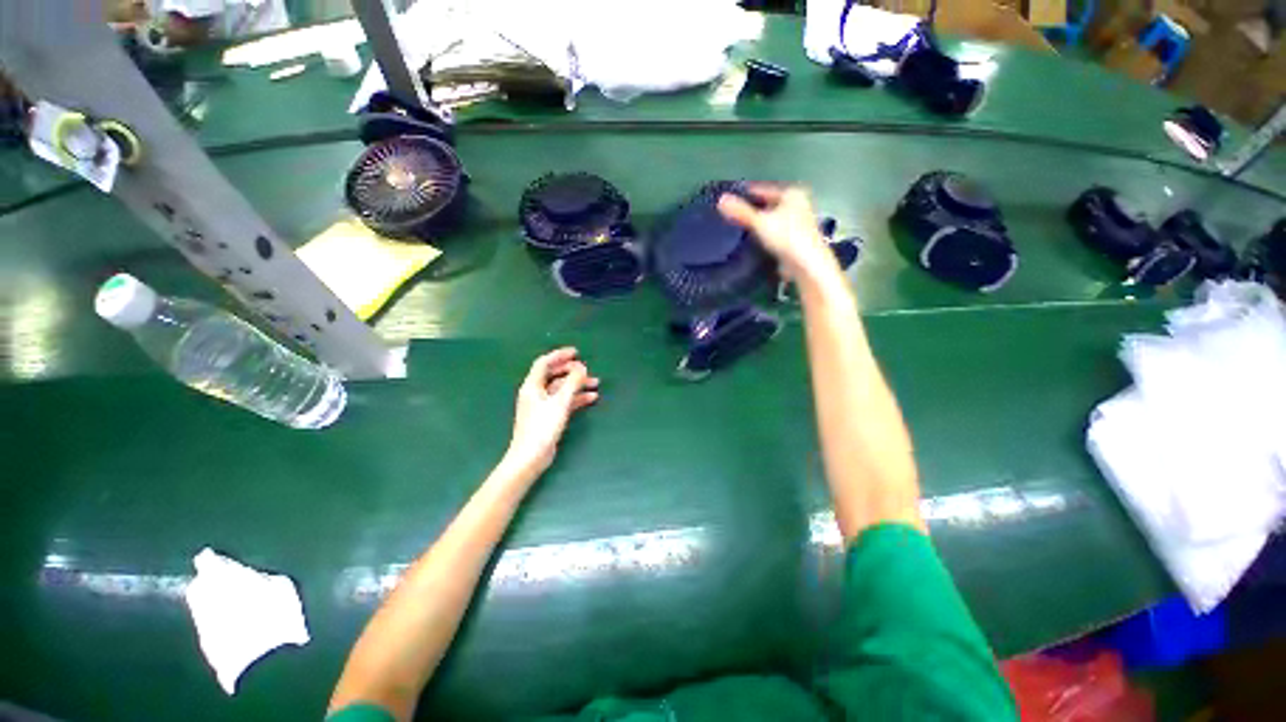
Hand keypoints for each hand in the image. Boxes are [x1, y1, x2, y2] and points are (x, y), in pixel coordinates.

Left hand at [505, 348, 599, 477]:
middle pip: (554, 375)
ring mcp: (542, 405)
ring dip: (577, 385)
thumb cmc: (542, 428)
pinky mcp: (549, 416)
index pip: (544, 363)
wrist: (530, 457)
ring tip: (595, 383)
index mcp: (532, 386)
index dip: (559, 355)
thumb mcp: (560, 403)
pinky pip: (564, 401)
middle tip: (587, 369)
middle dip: (572, 371)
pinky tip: (591, 398)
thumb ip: (572, 383)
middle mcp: (536, 393)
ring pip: (561, 388)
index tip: (576, 352)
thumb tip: (581, 367)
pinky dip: (576, 398)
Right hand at [717, 184, 837, 282]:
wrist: (807, 265)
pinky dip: (763, 235)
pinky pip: (774, 232)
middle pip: (767, 204)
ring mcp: (798, 222)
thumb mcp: (760, 222)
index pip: (762, 189)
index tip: (727, 201)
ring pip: (771, 219)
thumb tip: (720, 200)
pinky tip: (751, 241)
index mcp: (792, 193)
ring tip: (736, 229)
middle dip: (750, 210)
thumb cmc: (786, 237)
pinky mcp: (795, 239)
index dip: (744, 194)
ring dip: (756, 224)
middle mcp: (798, 204)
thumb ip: (741, 212)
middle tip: (728, 216)